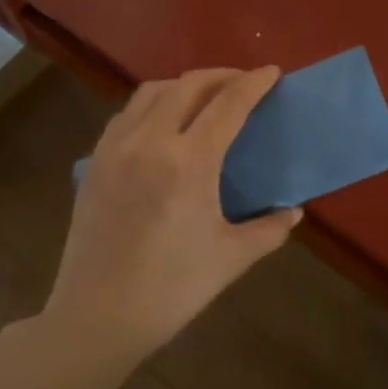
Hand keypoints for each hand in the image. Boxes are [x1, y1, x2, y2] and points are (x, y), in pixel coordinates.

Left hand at [40, 66, 300, 376]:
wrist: (98, 316)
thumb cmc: (172, 289)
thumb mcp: (231, 258)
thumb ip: (269, 229)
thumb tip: (293, 211)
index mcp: (189, 162)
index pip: (227, 105)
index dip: (253, 84)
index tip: (272, 72)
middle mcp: (149, 142)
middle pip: (187, 86)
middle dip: (220, 76)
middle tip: (243, 82)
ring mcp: (115, 149)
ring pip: (151, 92)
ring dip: (183, 84)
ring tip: (205, 96)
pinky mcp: (94, 163)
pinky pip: (126, 114)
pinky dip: (152, 104)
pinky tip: (163, 123)